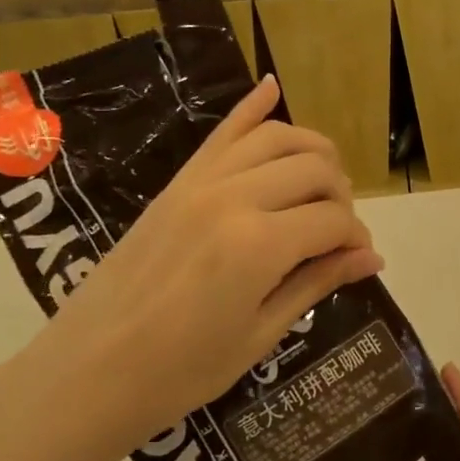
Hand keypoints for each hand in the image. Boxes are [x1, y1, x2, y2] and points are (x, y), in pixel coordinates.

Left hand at [0, 76, 383, 460]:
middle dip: (341, 197)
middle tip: (337, 232)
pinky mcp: (177, 182)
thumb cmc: (180, 373)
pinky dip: (250, 108)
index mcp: (259, 245)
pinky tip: (271, 87)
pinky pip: (221, 133)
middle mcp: (234, 197)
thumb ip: (316, 283)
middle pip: (315, 169)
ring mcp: (201, 183)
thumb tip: (372, 257)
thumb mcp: (259, 335)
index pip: (333, 221)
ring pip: (276, 138)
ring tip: (323, 181)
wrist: (87, 373)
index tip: (359, 260)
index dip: (356, 239)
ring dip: (313, 152)